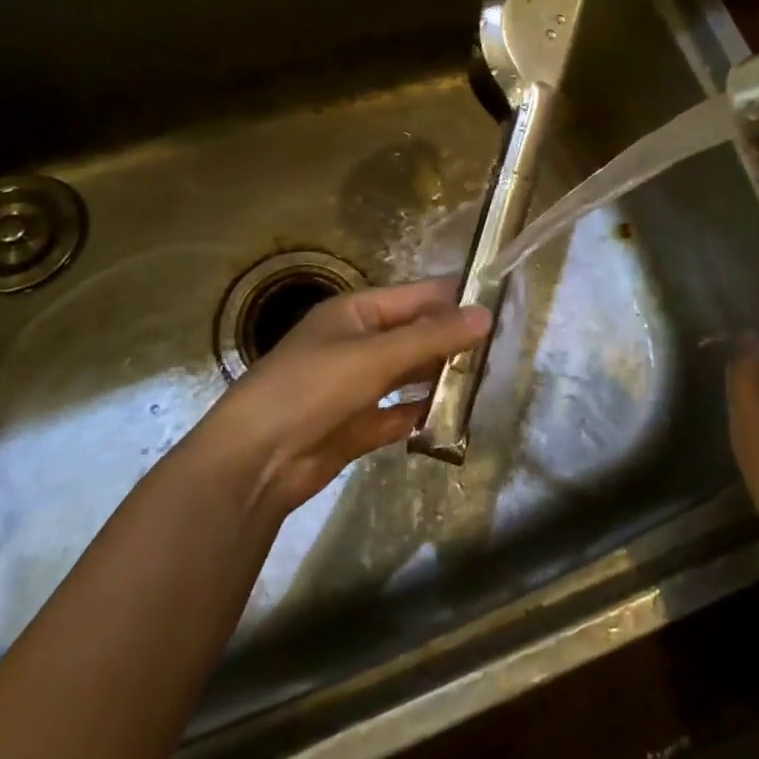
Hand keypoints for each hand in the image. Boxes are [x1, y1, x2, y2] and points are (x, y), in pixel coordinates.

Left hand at [185, 277, 490, 520]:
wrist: (254, 462)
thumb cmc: (312, 388)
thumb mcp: (374, 355)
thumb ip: (431, 336)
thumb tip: (485, 314)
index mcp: (355, 313)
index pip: (415, 296)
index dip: (455, 297)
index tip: (500, 300)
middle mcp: (356, 344)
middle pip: (414, 334)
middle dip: (453, 339)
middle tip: (505, 344)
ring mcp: (355, 386)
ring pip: (408, 374)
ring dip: (440, 376)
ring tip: (488, 377)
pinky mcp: (356, 426)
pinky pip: (398, 413)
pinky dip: (421, 414)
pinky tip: (453, 416)